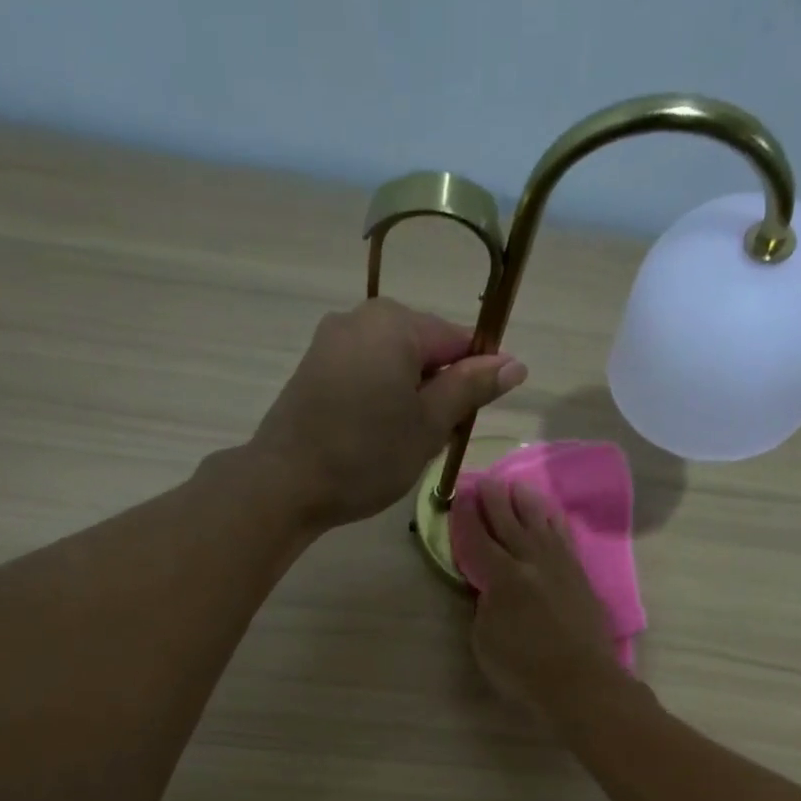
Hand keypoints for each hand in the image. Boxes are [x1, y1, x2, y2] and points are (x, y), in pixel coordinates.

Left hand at [249, 299, 526, 529]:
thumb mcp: (429, 425)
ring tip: (402, 444)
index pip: (457, 340)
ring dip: (408, 399)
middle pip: (423, 349)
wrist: (286, 483)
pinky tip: (373, 437)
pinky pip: (364, 374)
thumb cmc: (366, 455)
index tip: (469, 420)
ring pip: (392, 364)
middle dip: (437, 390)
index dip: (474, 379)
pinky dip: (379, 400)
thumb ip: (470, 389)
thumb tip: (515, 363)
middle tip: (433, 440)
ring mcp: (330, 341)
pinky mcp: (313, 368)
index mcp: (395, 322)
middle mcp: (360, 317)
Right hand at [459, 480, 622, 717]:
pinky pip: (565, 539)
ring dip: (527, 504)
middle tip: (486, 481)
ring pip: (541, 525)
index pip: (478, 541)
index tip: (460, 499)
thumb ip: (483, 606)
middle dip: (495, 502)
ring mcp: (560, 566)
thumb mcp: (484, 641)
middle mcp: (532, 562)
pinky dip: (556, 524)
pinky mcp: (580, 576)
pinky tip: (552, 516)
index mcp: (503, 577)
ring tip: (518, 487)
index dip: (466, 519)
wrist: (579, 681)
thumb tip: (490, 589)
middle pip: (510, 524)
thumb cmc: (523, 669)